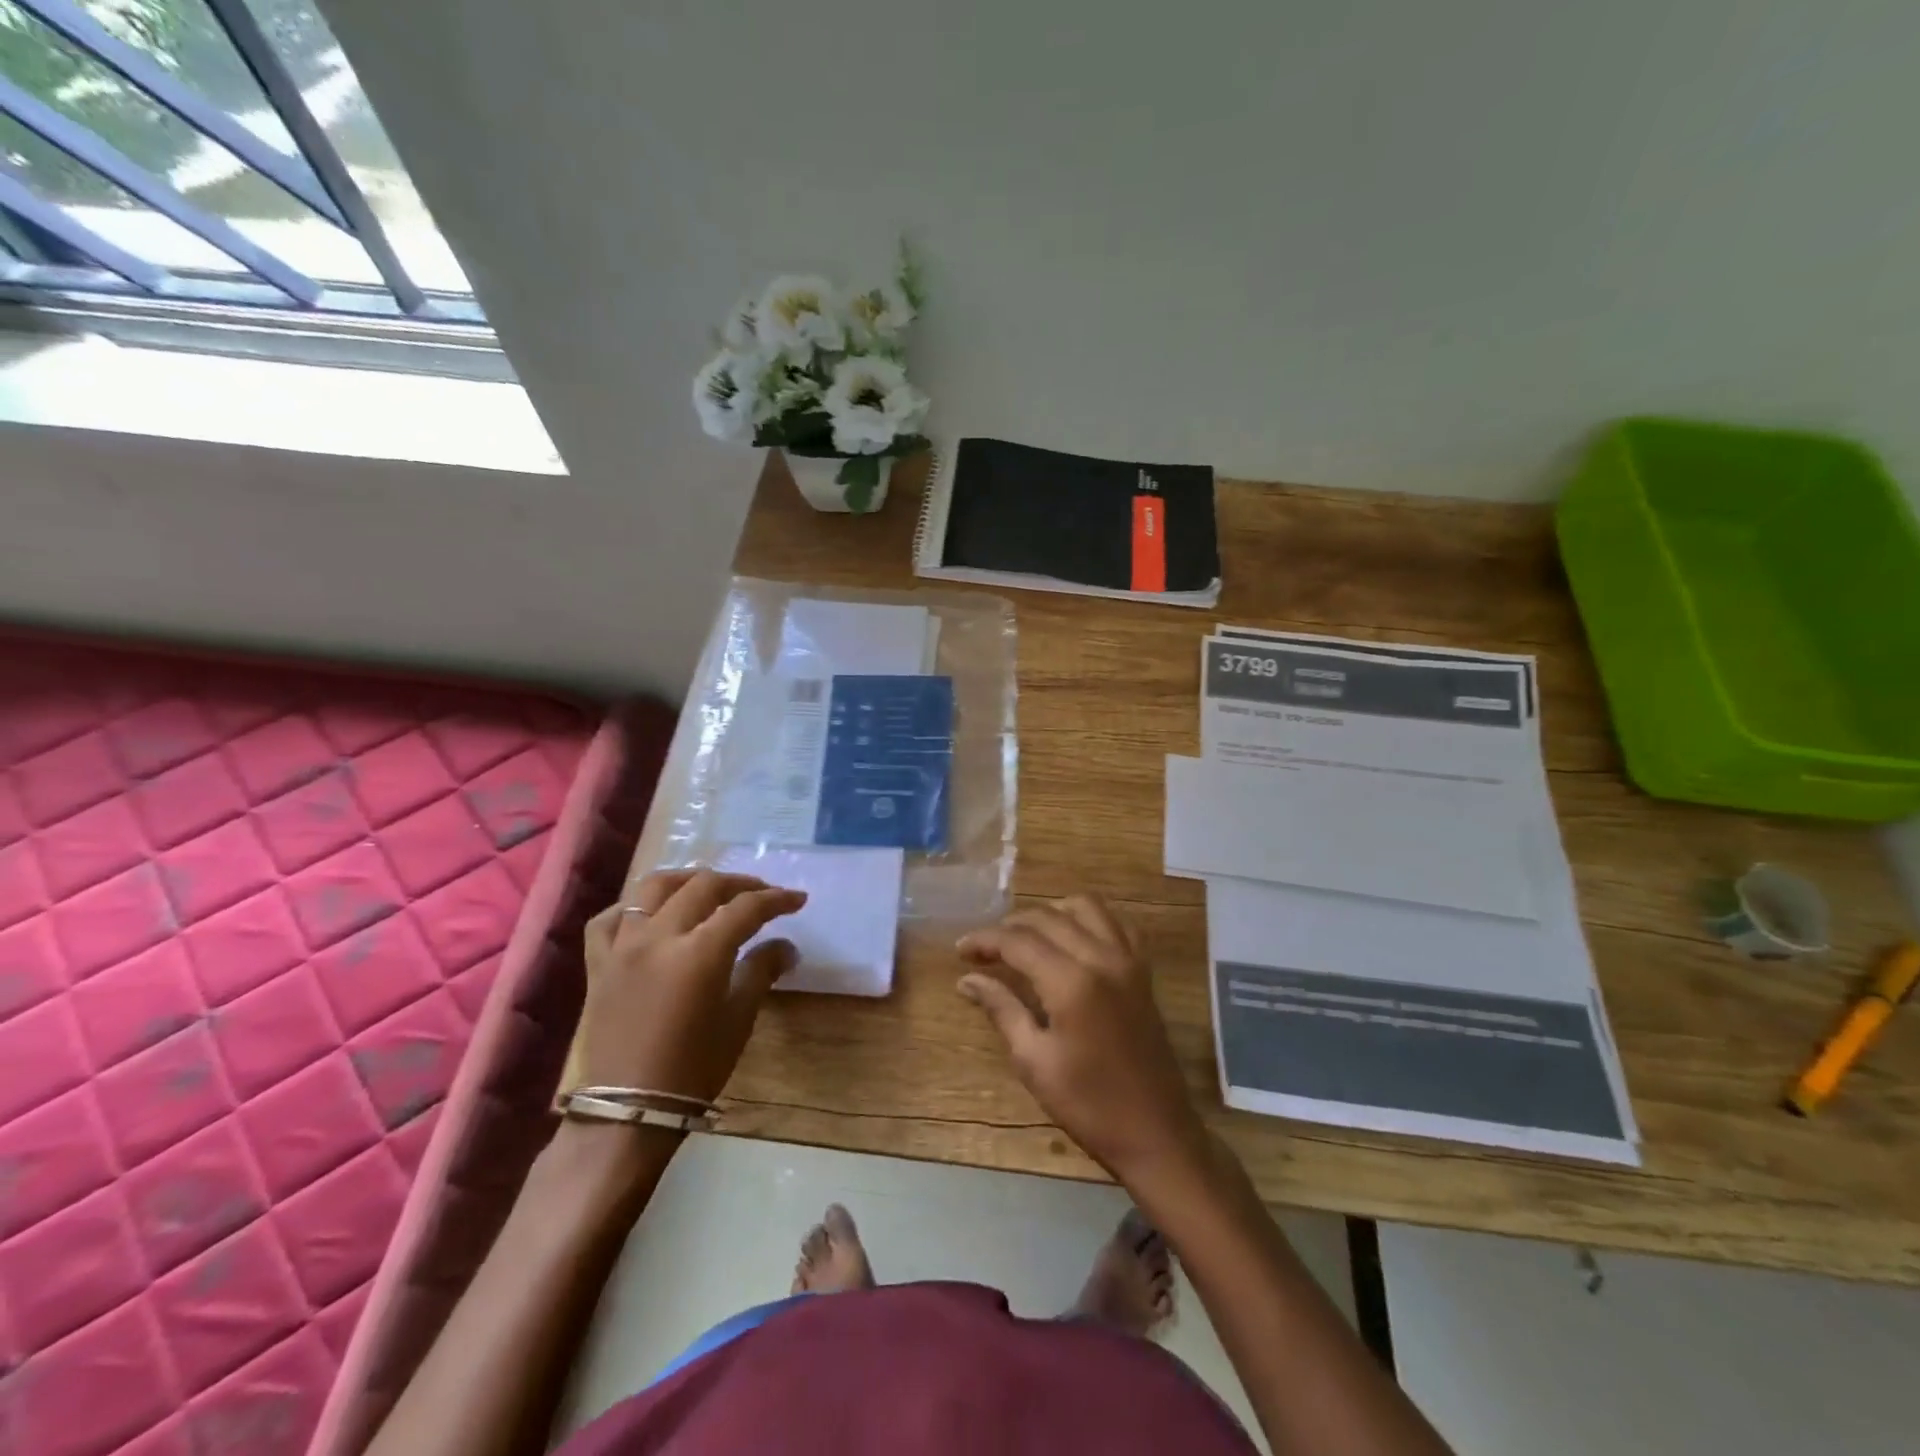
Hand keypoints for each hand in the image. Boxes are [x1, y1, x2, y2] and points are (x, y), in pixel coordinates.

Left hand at [576, 870, 806, 1103]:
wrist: (627, 1113)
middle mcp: (659, 937)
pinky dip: (632, 908)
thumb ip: (761, 971)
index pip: (745, 908)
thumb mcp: (738, 1019)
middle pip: (703, 887)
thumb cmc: (693, 1069)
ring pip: (653, 888)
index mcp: (699, 952)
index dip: (775, 899)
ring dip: (687, 880)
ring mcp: (623, 947)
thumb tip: (786, 947)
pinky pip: (609, 920)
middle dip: (739, 884)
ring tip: (708, 889)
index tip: (797, 899)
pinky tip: (649, 915)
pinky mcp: (598, 964)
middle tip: (761, 894)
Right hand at [956, 895, 1207, 1185]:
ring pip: (1085, 907)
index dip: (985, 940)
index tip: (960, 950)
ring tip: (1026, 938)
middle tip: (984, 950)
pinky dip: (1089, 920)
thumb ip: (1002, 1009)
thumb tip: (968, 979)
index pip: (1018, 941)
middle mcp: (1102, 957)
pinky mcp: (1143, 971)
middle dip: (1010, 926)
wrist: (1156, 1134)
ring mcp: (1128, 960)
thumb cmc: (1089, 1105)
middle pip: (1048, 918)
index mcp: (1071, 982)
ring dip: (1050, 913)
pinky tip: (1072, 939)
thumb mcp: (1034, 1061)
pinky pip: (1116, 923)